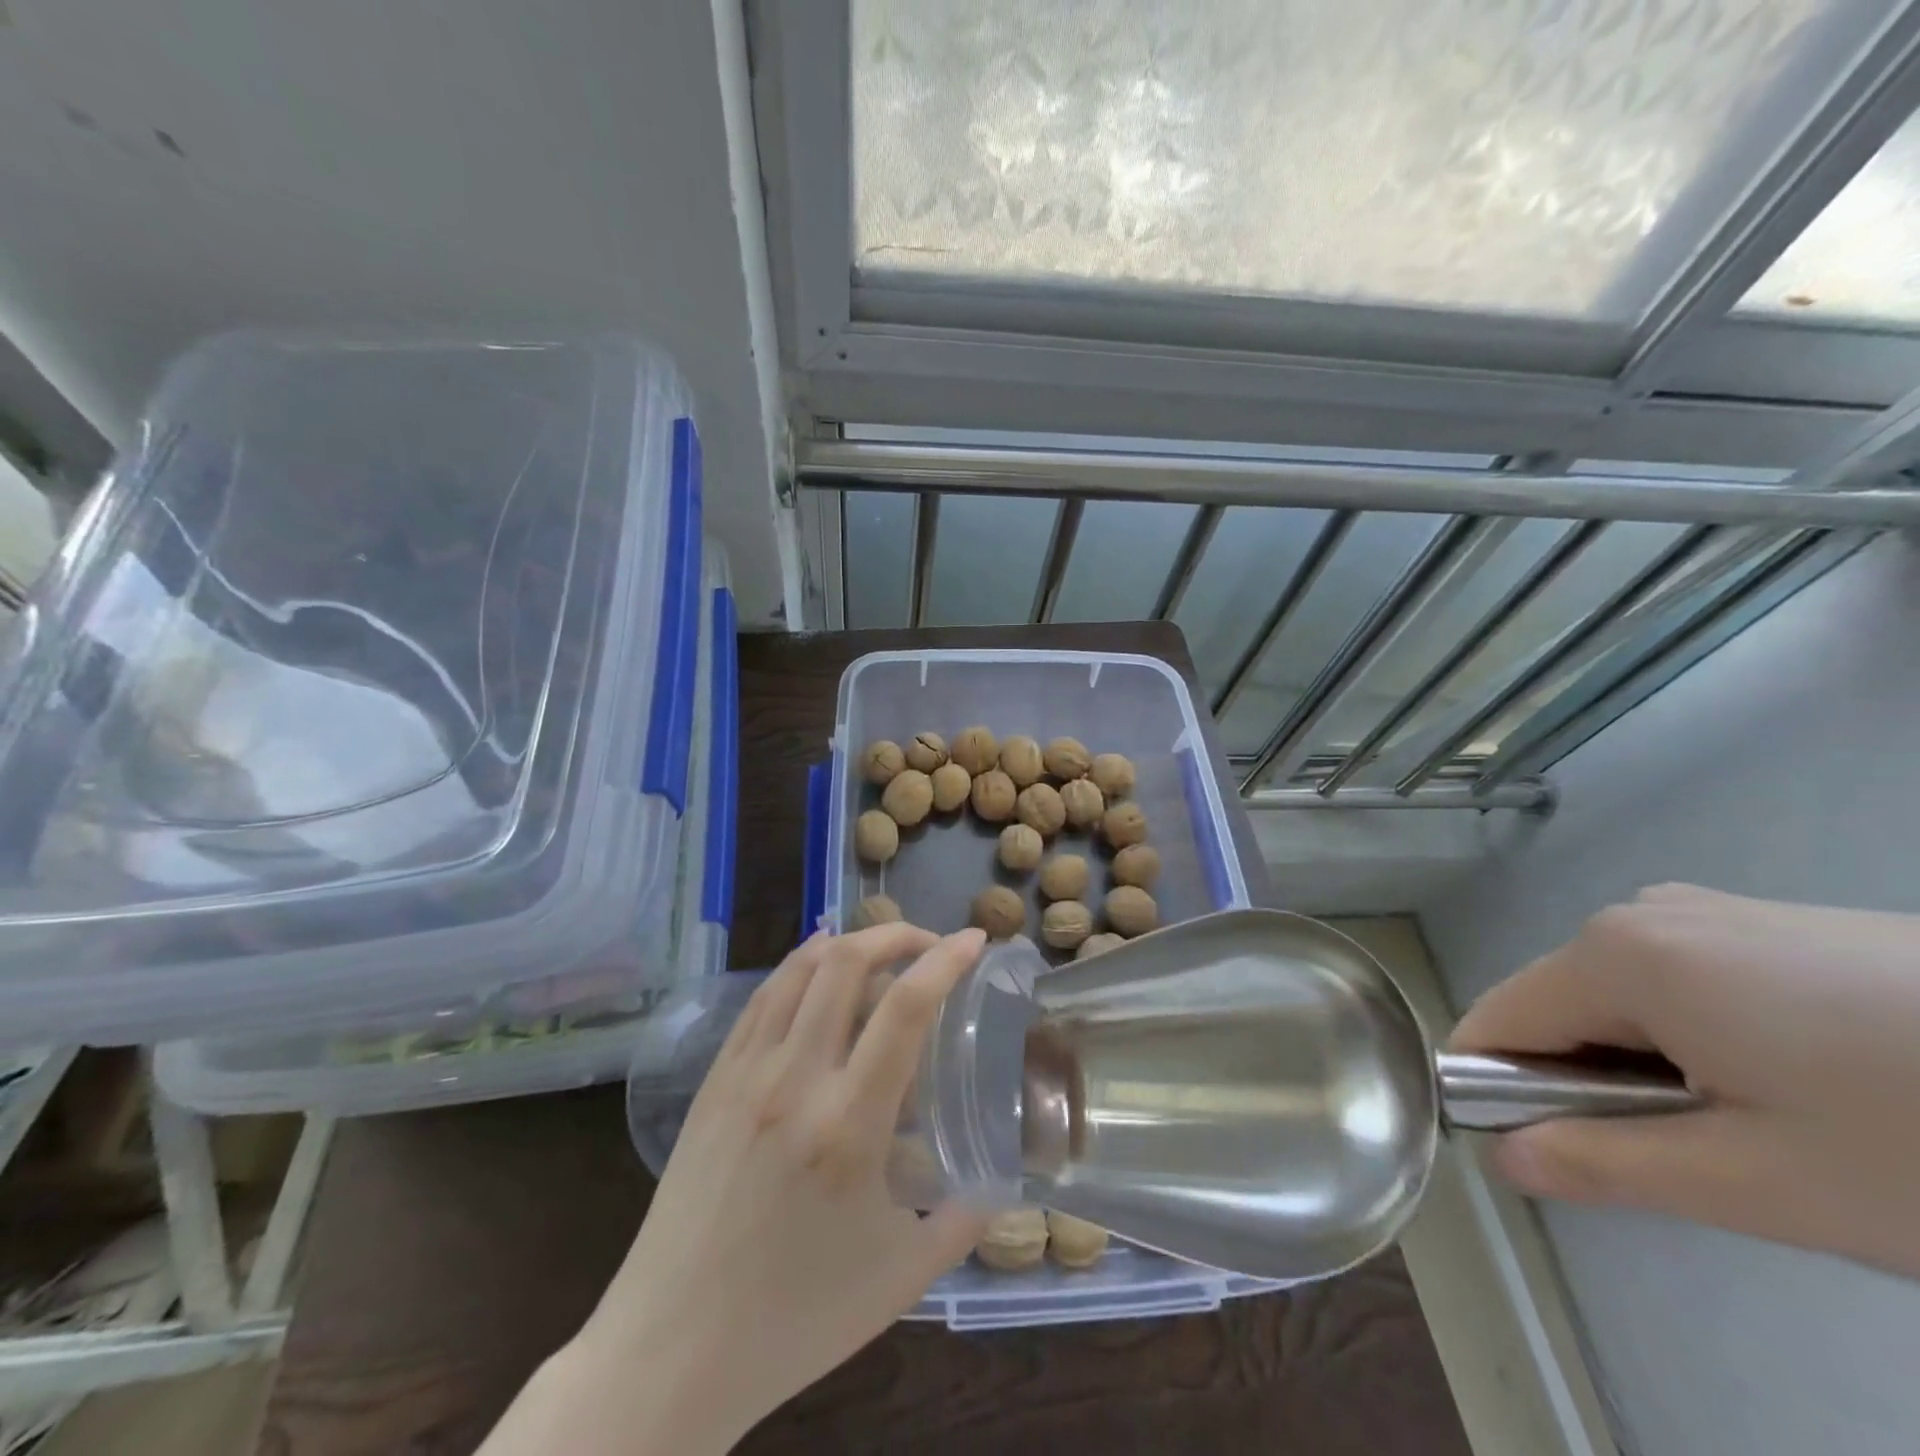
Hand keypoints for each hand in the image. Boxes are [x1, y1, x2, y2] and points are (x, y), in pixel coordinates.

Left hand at [483, 925, 989, 1455]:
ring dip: (847, 942)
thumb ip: (961, 1223)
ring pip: (799, 968)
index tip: (974, 940)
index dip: (946, 960)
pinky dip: (799, 966)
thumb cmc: (794, 1319)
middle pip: (847, 962)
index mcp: (849, 1125)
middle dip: (897, 934)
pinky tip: (817, 970)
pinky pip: (762, 999)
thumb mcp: (901, 1277)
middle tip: (929, 946)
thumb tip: (996, 1187)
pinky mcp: (713, 1081)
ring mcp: (746, 1073)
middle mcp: (795, 1079)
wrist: (670, 1352)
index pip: (906, 1008)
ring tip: (880, 951)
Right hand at [1452, 884, 1919, 1278]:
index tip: (1564, 1159)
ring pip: (1622, 998)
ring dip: (1652, 1065)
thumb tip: (1506, 1160)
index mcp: (1615, 954)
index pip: (1498, 1022)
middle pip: (1560, 1008)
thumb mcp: (1764, 1182)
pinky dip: (1703, 1038)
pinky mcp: (1768, 923)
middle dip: (1592, 1082)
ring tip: (1769, 1126)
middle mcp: (1640, 912)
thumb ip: (1607, 1165)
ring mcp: (1708, 910)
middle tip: (1704, 1158)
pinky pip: (1681, 980)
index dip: (1502, 1091)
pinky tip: (1808, 1083)